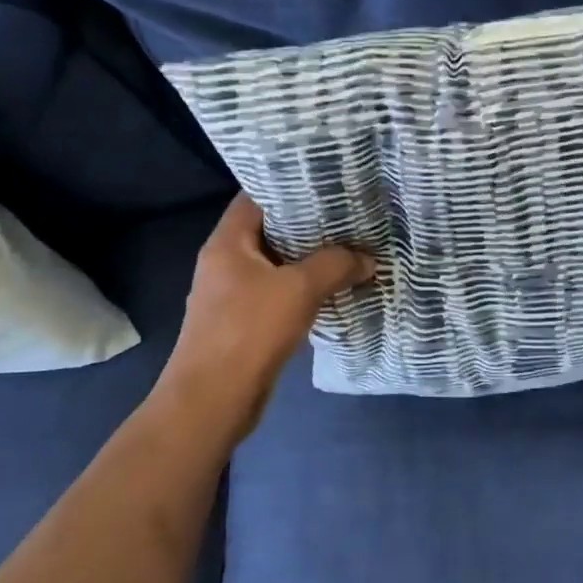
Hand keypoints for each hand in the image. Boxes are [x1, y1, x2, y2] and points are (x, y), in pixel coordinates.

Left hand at [161, 195, 374, 436]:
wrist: (213, 399)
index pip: (257, 197)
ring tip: (352, 249)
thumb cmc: (249, 331)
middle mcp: (226, 262)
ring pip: (278, 266)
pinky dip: (305, 290)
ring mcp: (233, 295)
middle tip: (351, 216)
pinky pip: (279, 294)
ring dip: (311, 261)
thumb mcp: (299, 289)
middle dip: (310, 225)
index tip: (329, 183)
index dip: (291, 186)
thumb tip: (368, 258)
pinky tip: (336, 290)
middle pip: (270, 231)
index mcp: (228, 242)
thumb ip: (336, 265)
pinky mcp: (244, 323)